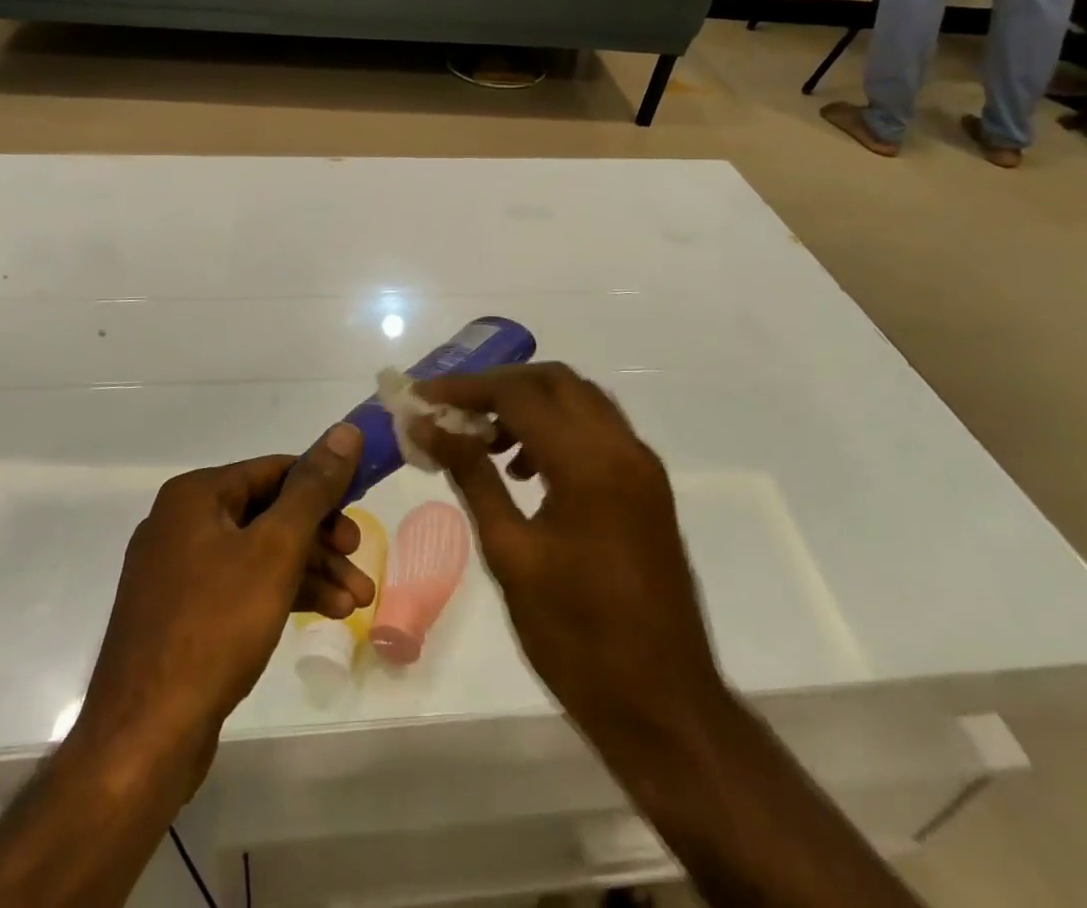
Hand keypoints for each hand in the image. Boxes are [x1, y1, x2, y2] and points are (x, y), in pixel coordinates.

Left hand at [77, 424, 374, 793]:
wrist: (144, 737)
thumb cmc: (215, 626)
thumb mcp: (275, 549)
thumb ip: (314, 488)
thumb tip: (346, 430)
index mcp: (196, 495)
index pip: (275, 470)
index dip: (323, 488)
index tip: (360, 515)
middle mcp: (183, 522)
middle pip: (269, 513)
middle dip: (321, 539)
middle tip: (360, 560)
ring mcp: (178, 571)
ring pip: (259, 554)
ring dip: (310, 571)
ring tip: (356, 601)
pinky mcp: (182, 614)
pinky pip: (242, 586)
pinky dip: (282, 594)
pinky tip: (324, 613)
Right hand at [411, 364, 724, 765]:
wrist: (664, 706)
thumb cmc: (577, 637)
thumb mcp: (510, 554)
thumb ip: (472, 476)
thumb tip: (428, 427)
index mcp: (589, 462)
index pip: (518, 394)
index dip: (464, 388)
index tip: (421, 397)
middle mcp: (622, 447)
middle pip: (554, 381)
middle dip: (499, 385)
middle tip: (453, 409)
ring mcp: (642, 465)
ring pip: (580, 400)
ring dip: (530, 404)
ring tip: (484, 439)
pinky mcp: (648, 487)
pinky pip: (598, 430)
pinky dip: (558, 428)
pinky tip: (526, 470)